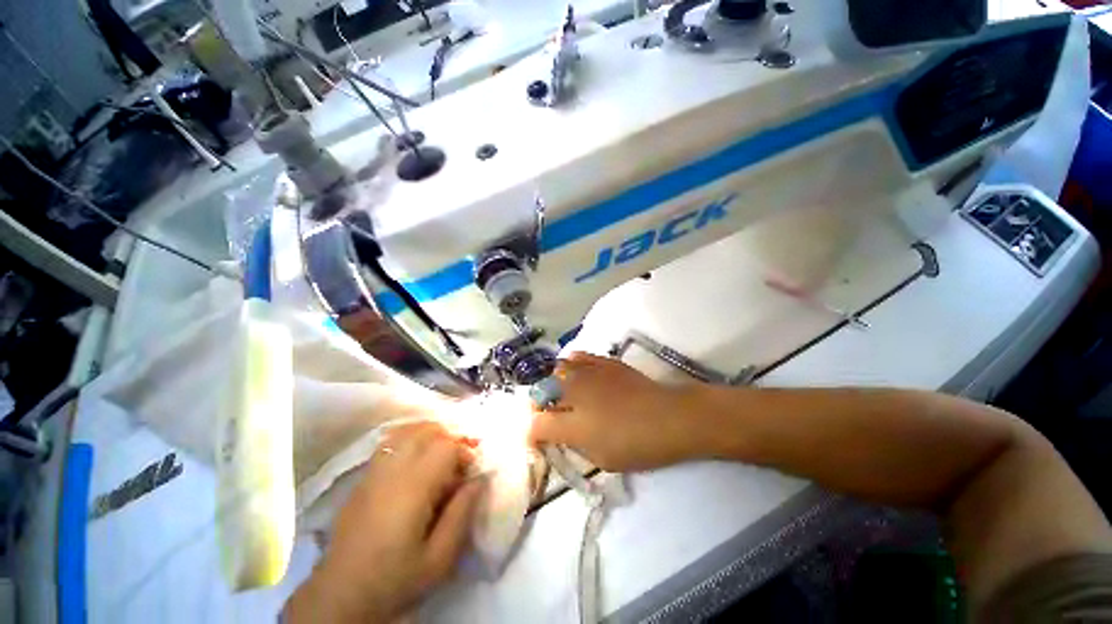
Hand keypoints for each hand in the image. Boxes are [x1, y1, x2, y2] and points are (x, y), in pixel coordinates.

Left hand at [286, 422, 483, 622]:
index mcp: (413, 488)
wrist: (340, 596)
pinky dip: (409, 441)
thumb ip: (462, 513)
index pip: (445, 446)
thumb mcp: (439, 558)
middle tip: (457, 462)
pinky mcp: (362, 479)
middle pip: (426, 431)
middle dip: (449, 438)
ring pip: (406, 432)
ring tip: (438, 457)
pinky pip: (389, 443)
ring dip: (429, 436)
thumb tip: (479, 478)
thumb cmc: (395, 579)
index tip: (469, 472)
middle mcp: (392, 471)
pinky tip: (414, 461)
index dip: (464, 452)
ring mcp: (373, 471)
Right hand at [529, 352, 710, 471]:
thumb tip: (563, 435)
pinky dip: (570, 365)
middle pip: (540, 392)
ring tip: (560, 394)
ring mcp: (587, 373)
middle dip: (538, 405)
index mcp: (572, 424)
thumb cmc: (639, 445)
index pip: (536, 425)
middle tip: (548, 415)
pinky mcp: (602, 362)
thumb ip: (576, 446)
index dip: (532, 434)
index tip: (538, 440)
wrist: (671, 417)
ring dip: (551, 384)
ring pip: (555, 371)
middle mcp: (573, 393)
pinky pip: (577, 357)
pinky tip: (575, 373)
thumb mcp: (603, 459)